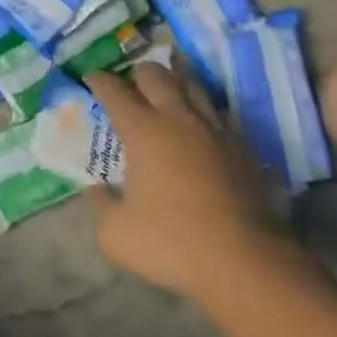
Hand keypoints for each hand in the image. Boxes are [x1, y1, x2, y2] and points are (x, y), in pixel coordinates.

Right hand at [86, 64, 292, 300]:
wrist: (245, 262)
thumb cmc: (173, 243)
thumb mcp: (116, 235)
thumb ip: (101, 206)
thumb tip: (97, 189)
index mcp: (142, 130)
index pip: (114, 90)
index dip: (99, 80)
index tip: (91, 78)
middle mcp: (177, 118)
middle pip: (155, 74)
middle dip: (137, 74)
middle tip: (130, 85)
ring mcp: (213, 129)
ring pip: (191, 85)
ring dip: (174, 82)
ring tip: (166, 91)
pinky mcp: (242, 146)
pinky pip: (218, 113)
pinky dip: (203, 111)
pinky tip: (200, 125)